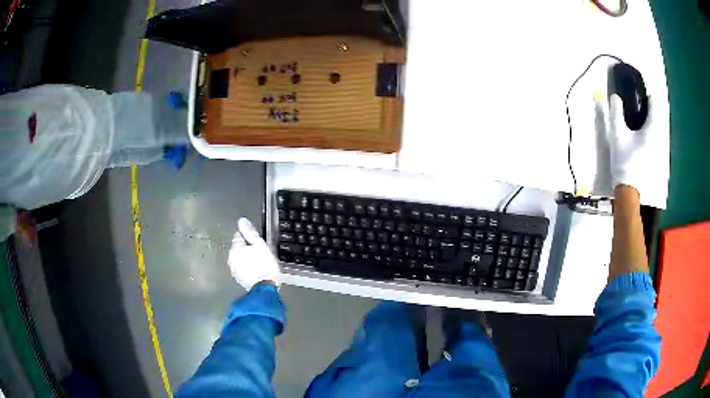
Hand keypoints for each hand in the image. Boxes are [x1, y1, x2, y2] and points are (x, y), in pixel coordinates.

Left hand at [228, 218, 280, 290]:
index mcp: (235, 249)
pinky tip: (257, 269)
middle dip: (247, 247)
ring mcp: (234, 270)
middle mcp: (231, 259)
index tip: (257, 240)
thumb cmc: (264, 265)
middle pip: (238, 248)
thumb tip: (241, 220)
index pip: (238, 235)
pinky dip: (247, 267)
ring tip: (260, 261)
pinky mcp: (239, 279)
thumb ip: (250, 232)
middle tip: (260, 251)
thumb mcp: (260, 245)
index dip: (248, 236)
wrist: (265, 289)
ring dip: (247, 258)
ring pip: (240, 258)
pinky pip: (242, 268)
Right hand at [608, 94, 652, 195]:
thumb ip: (616, 113)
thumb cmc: (624, 161)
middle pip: (657, 117)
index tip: (644, 91)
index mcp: (650, 130)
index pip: (654, 106)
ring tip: (642, 116)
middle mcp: (658, 138)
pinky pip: (655, 138)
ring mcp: (658, 150)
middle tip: (642, 101)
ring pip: (657, 128)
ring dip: (651, 120)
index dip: (649, 96)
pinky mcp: (655, 158)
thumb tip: (616, 97)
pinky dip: (651, 132)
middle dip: (650, 108)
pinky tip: (644, 133)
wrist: (629, 190)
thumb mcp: (617, 134)